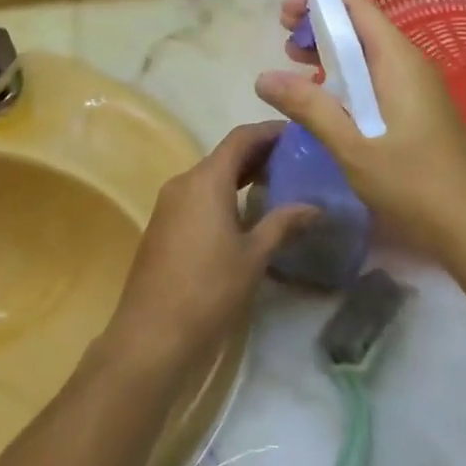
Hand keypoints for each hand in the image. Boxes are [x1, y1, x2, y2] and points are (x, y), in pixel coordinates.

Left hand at [99, 121, 314, 374]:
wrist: (151, 334)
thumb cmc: (208, 289)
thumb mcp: (253, 256)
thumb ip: (283, 224)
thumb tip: (314, 206)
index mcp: (206, 180)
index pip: (241, 138)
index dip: (269, 131)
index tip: (298, 133)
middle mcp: (183, 182)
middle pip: (224, 155)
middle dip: (258, 154)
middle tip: (295, 159)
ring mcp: (168, 203)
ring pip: (210, 176)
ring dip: (240, 175)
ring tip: (277, 183)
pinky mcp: (162, 225)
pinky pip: (197, 196)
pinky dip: (223, 194)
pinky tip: (245, 212)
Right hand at [254, 0, 465, 264]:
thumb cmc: (413, 183)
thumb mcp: (352, 145)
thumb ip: (308, 106)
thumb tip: (263, 77)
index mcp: (397, 60)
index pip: (356, 6)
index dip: (318, 1)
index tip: (284, 15)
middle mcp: (410, 64)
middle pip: (360, 26)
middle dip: (319, 27)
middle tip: (284, 45)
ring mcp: (417, 87)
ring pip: (368, 54)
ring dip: (331, 54)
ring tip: (296, 68)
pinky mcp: (418, 110)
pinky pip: (377, 78)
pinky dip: (347, 78)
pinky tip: (327, 102)